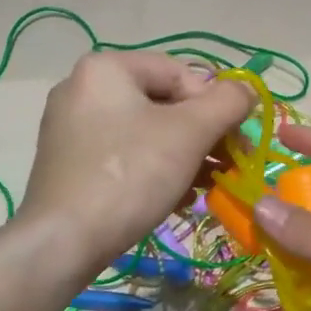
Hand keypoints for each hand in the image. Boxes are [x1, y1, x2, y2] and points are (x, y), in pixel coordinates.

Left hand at [20, 52, 251, 272]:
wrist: (63, 241)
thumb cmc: (130, 175)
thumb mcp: (190, 133)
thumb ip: (227, 103)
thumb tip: (247, 90)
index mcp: (106, 68)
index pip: (181, 73)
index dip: (216, 105)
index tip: (235, 142)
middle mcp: (83, 88)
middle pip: (163, 103)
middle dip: (202, 135)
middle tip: (228, 165)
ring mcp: (71, 127)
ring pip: (146, 132)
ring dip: (185, 156)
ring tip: (208, 186)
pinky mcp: (70, 163)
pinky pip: (125, 155)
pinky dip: (156, 170)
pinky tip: (177, 197)